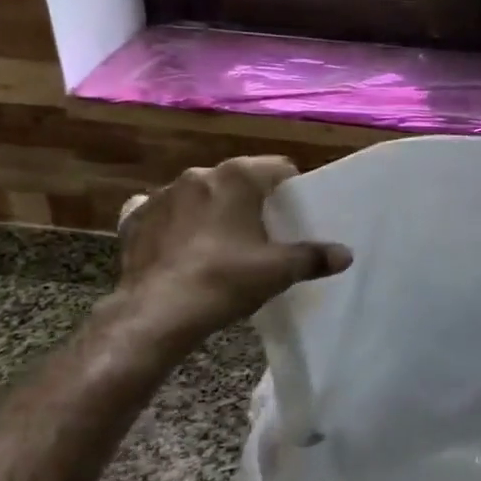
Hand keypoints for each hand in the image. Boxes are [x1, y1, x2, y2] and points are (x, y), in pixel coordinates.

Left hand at [111, 156, 350, 350]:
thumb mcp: (278, 271)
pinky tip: (179, 248)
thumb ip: (314, 258)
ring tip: (220, 244)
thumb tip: (346, 254)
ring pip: (199, 195)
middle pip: (237, 180)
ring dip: (211, 211)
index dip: (292, 189)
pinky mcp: (134, 218)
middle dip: (250, 200)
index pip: (278, 168)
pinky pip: (162, 213)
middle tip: (262, 233)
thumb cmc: (225, 280)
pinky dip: (174, 225)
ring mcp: (161, 194)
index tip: (295, 214)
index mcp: (236, 177)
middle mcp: (198, 175)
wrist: (156, 312)